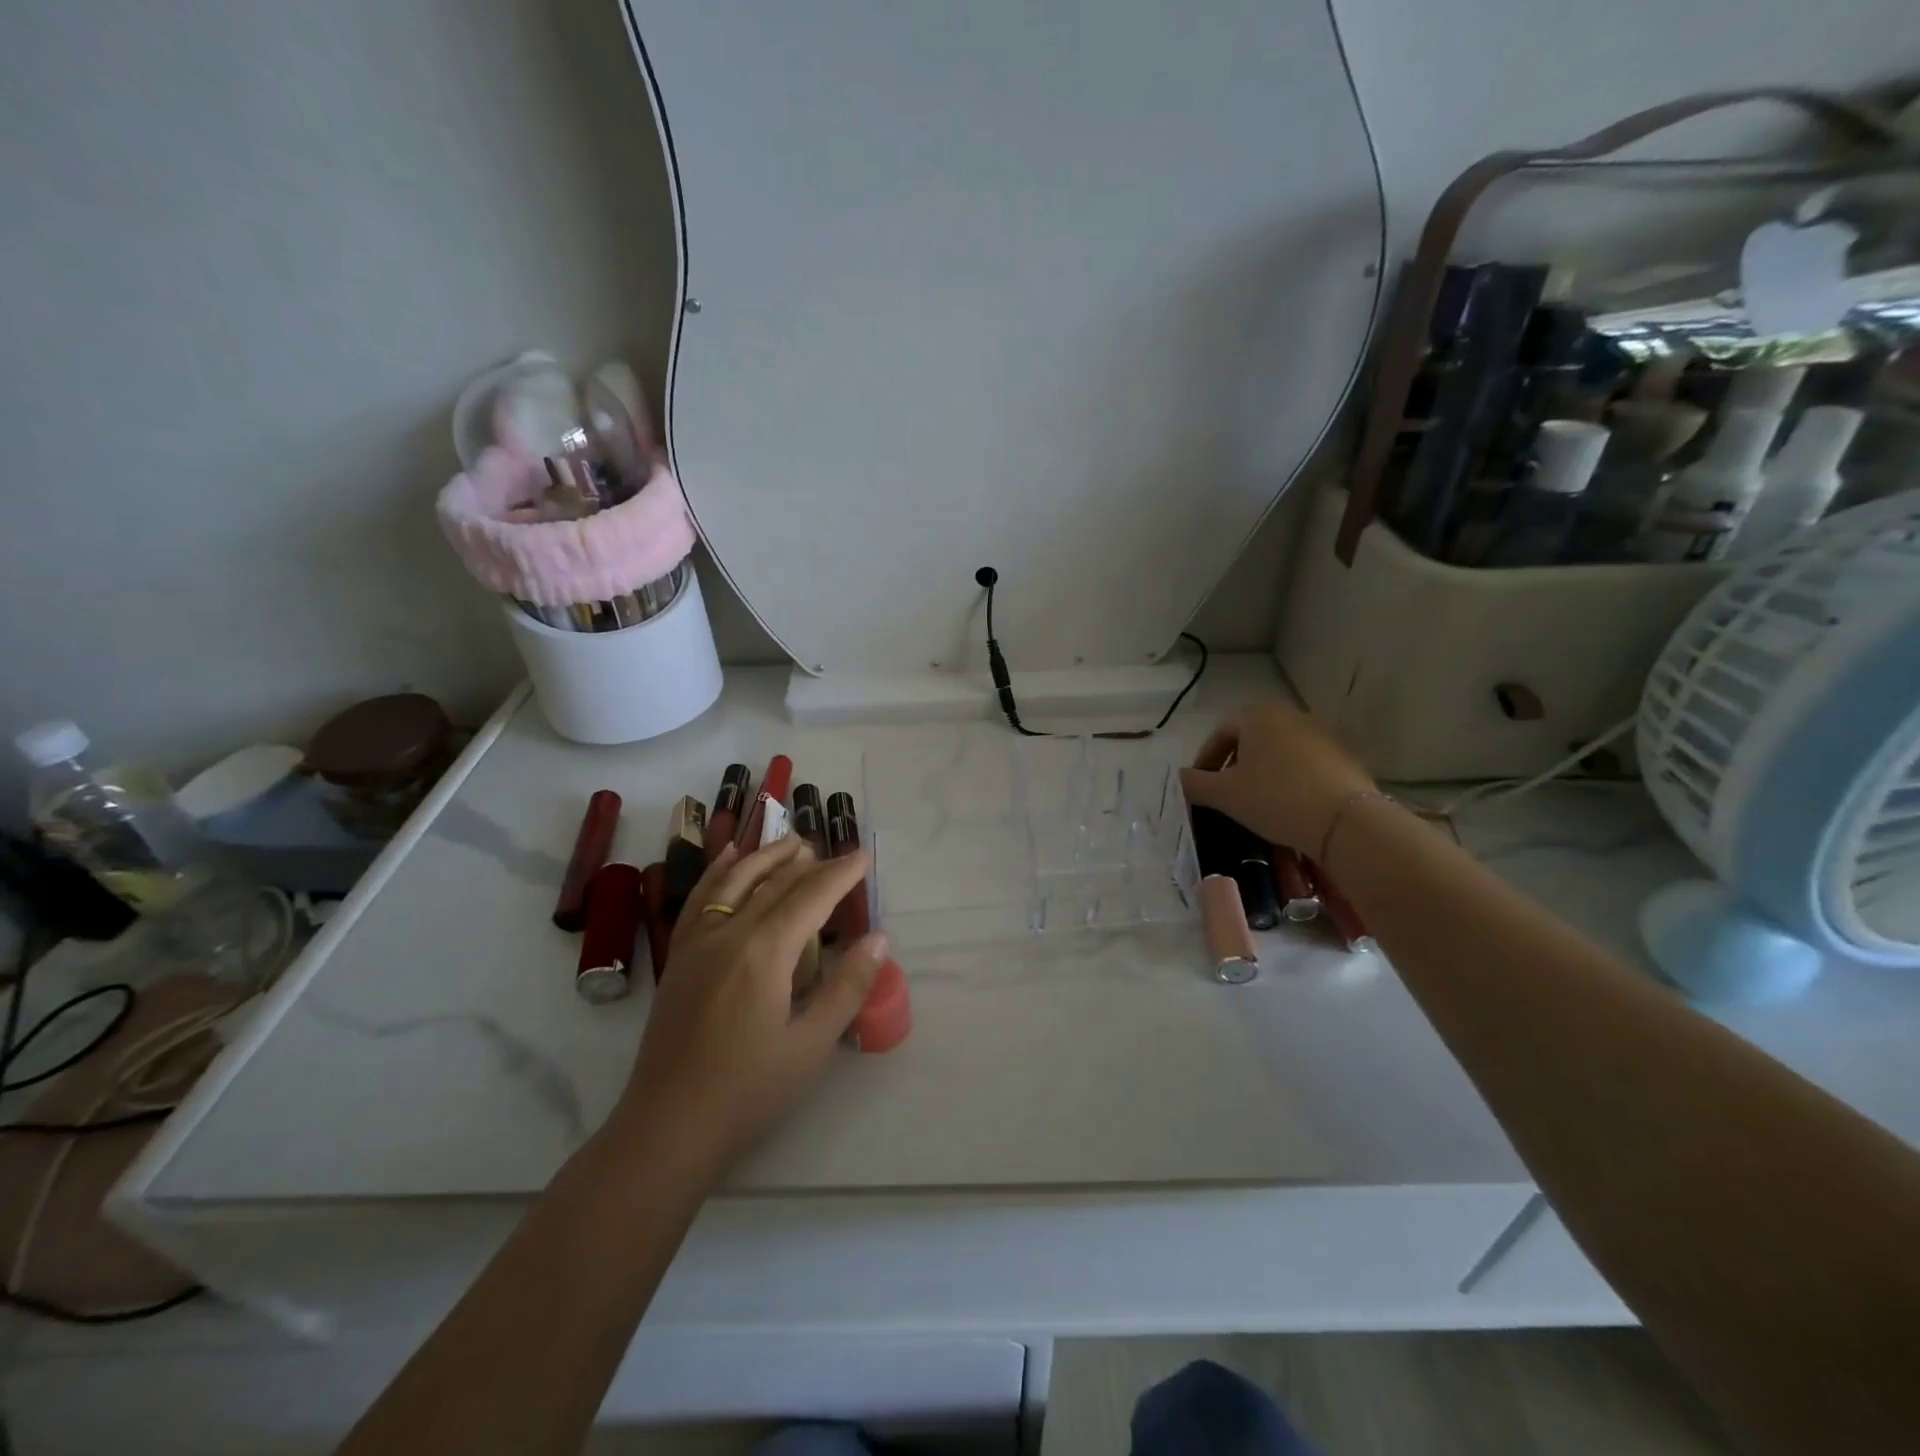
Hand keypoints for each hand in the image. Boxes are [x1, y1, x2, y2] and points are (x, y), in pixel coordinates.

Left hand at [616, 836, 886, 1175]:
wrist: (667, 1127)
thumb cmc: (748, 1091)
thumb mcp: (811, 1045)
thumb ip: (847, 986)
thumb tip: (879, 937)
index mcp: (765, 952)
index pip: (811, 897)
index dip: (840, 874)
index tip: (864, 857)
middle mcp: (730, 934)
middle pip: (776, 884)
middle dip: (811, 863)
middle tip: (838, 852)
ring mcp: (698, 942)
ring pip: (736, 881)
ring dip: (767, 857)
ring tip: (792, 842)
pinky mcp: (680, 957)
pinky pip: (700, 898)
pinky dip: (718, 872)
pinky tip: (729, 858)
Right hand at [1179, 700, 1376, 852]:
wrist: (1345, 821)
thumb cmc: (1274, 798)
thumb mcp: (1223, 794)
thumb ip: (1193, 784)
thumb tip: (1177, 779)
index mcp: (1257, 714)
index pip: (1219, 733)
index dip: (1205, 761)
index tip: (1201, 788)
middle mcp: (1290, 714)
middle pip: (1249, 738)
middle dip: (1233, 765)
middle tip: (1225, 794)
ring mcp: (1320, 733)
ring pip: (1277, 750)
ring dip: (1261, 772)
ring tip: (1255, 802)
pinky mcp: (1342, 755)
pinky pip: (1303, 763)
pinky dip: (1288, 779)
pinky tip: (1287, 805)